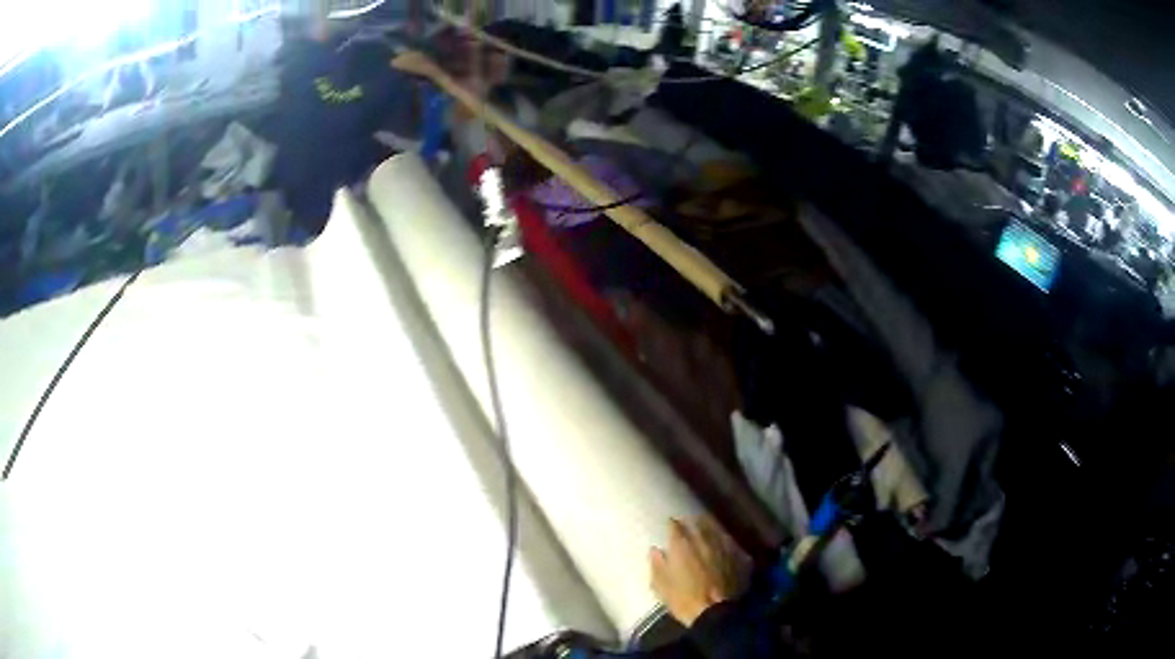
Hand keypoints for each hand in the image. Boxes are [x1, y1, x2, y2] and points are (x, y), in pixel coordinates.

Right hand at [649, 517, 748, 626]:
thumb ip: (657, 565)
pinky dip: (724, 541)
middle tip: (688, 520)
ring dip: (710, 527)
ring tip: (706, 527)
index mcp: (682, 546)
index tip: (670, 523)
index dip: (672, 524)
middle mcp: (703, 541)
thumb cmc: (683, 599)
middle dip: (692, 521)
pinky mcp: (737, 557)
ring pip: (716, 530)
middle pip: (698, 523)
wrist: (715, 612)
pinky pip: (729, 543)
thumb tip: (654, 550)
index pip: (675, 527)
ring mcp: (723, 547)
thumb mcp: (661, 586)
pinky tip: (723, 544)